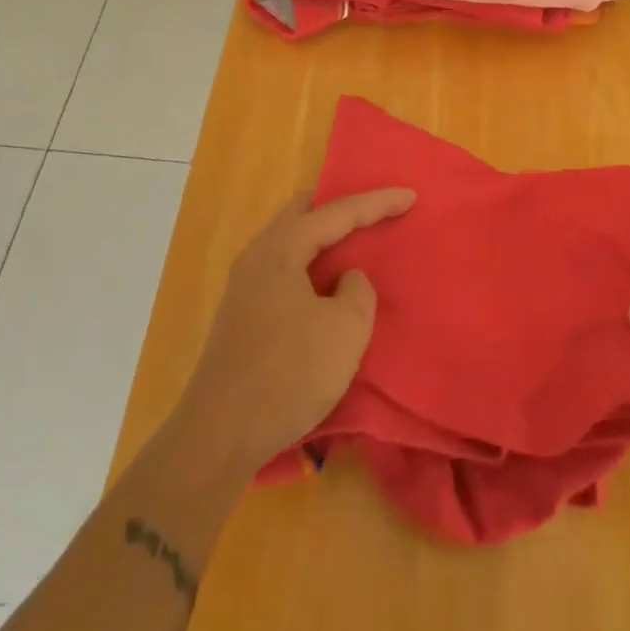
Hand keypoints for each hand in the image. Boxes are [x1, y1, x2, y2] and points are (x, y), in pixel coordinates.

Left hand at [172, 187, 414, 474]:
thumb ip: (357, 291)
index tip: (410, 195)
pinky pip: (284, 267)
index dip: (376, 202)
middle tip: (375, 211)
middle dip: (341, 208)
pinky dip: (311, 262)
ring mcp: (245, 285)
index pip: (336, 212)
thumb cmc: (289, 374)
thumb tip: (346, 280)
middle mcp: (257, 256)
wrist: (220, 435)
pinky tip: (327, 281)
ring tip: (356, 241)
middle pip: (303, 213)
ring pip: (291, 240)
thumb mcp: (345, 330)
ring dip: (324, 237)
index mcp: (280, 250)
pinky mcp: (242, 312)